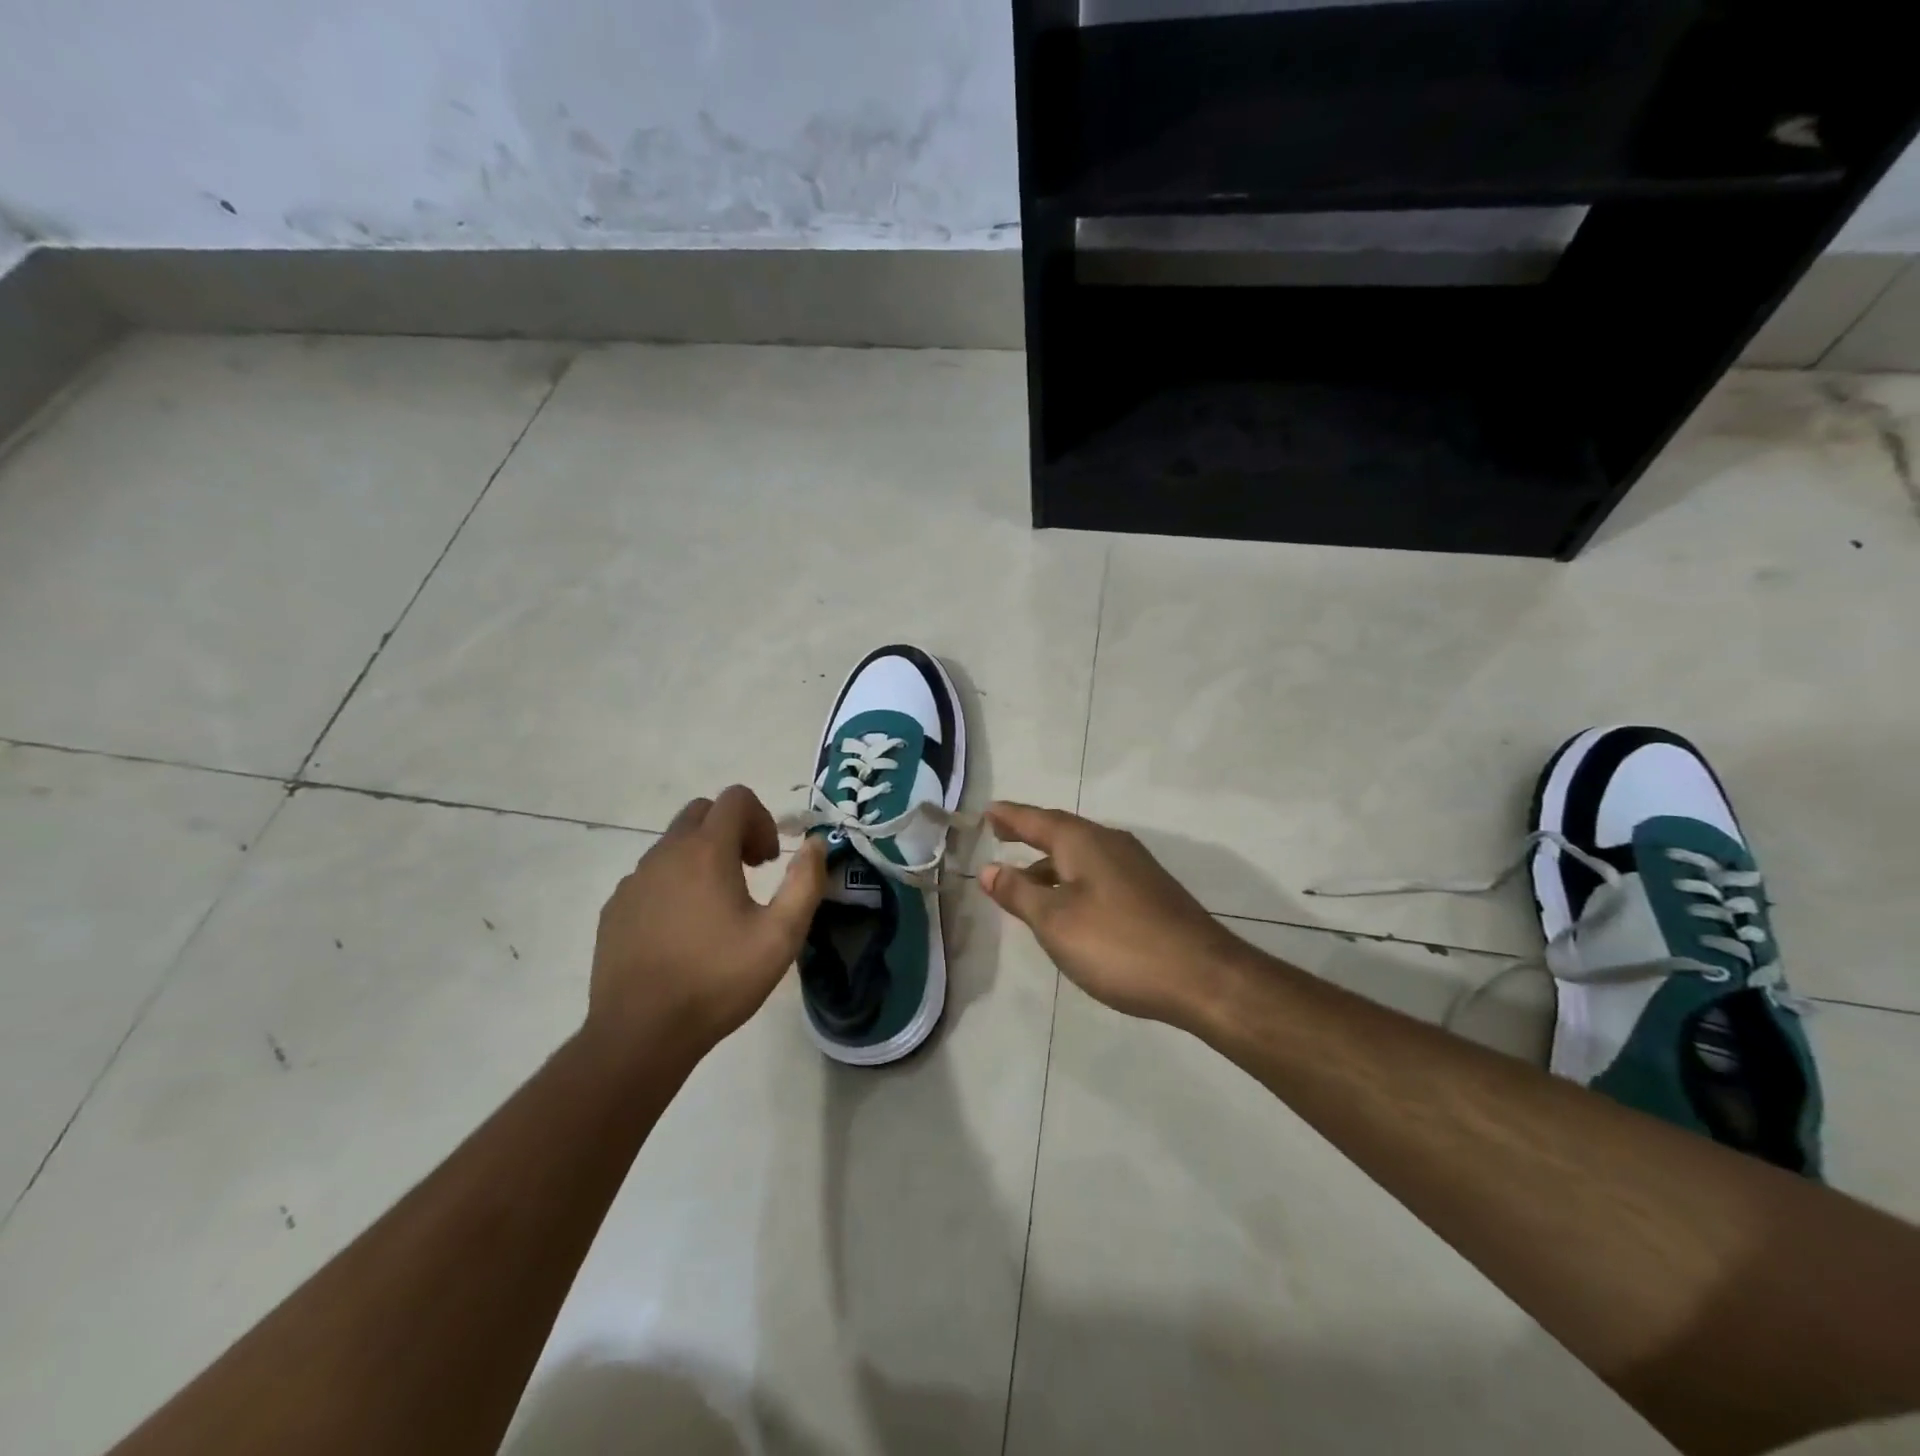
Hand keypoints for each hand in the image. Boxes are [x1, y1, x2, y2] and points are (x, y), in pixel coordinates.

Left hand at [587, 785, 825, 1056]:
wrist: (641, 1034)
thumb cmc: (718, 981)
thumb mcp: (781, 936)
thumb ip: (805, 882)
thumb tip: (816, 843)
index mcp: (706, 852)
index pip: (735, 798)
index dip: (762, 819)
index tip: (769, 862)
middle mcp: (665, 854)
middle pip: (702, 813)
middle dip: (732, 831)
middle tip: (751, 873)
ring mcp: (634, 880)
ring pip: (674, 844)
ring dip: (703, 857)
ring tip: (719, 908)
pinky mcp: (615, 908)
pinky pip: (651, 876)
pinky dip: (674, 884)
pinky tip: (683, 931)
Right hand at [979, 802, 1251, 1027]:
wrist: (1202, 976)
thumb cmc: (1117, 944)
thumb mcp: (1055, 921)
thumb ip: (1018, 893)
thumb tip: (988, 868)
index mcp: (1083, 841)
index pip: (1035, 819)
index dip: (1008, 816)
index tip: (986, 811)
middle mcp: (1110, 843)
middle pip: (1060, 832)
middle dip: (1028, 835)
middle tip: (1000, 836)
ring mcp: (1134, 867)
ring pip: (1080, 855)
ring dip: (1049, 863)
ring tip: (1024, 880)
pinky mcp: (1148, 891)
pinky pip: (1097, 873)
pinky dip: (1071, 879)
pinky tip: (1067, 905)